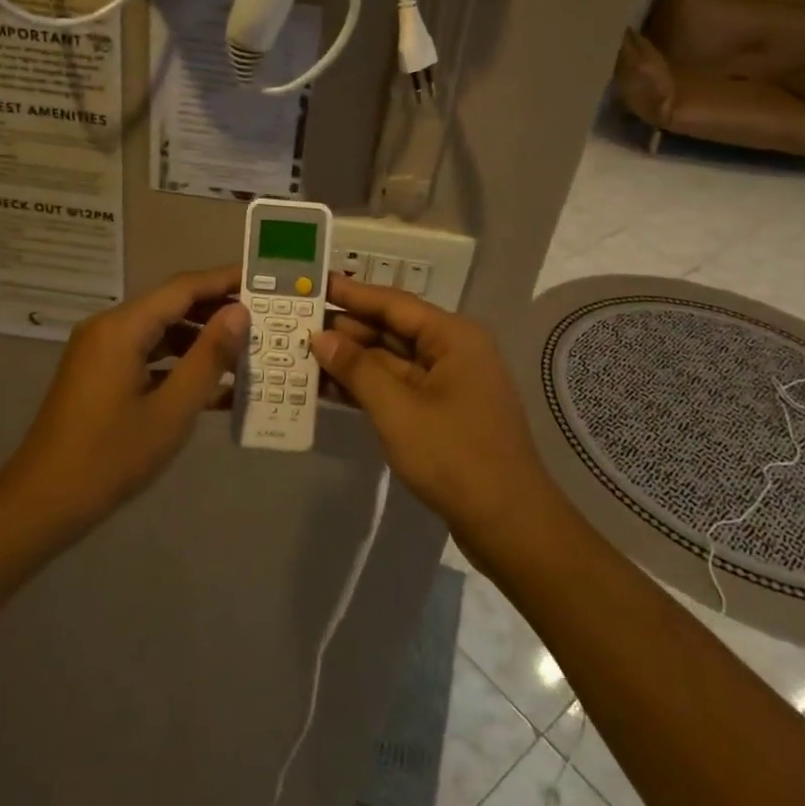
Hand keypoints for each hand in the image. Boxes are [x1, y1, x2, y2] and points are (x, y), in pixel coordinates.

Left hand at [1, 266, 248, 531]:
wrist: (44, 502)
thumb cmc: (111, 457)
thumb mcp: (172, 410)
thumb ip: (209, 357)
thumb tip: (239, 312)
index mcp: (122, 328)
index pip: (183, 288)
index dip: (224, 281)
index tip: (264, 282)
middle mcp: (108, 328)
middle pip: (171, 306)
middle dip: (217, 311)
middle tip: (264, 319)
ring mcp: (101, 351)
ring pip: (161, 332)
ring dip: (201, 341)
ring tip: (247, 352)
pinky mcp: (99, 374)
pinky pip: (146, 356)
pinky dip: (178, 364)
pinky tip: (214, 386)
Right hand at [312, 274, 557, 541]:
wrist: (507, 522)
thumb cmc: (454, 456)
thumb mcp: (397, 410)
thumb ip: (357, 369)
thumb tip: (321, 337)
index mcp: (453, 337)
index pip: (394, 303)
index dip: (352, 293)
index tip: (315, 283)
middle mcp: (454, 351)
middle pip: (393, 330)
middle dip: (347, 329)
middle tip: (297, 323)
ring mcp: (449, 384)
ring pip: (393, 361)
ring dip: (353, 360)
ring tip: (304, 354)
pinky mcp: (442, 413)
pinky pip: (399, 388)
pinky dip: (368, 387)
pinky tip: (331, 387)